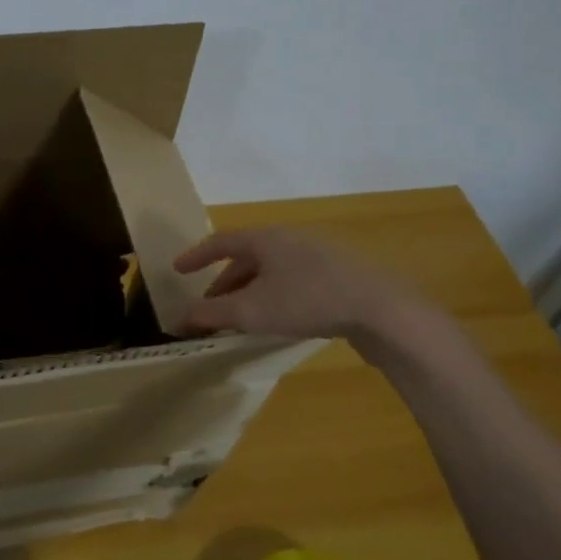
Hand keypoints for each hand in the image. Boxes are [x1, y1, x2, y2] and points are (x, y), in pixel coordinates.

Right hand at [172, 227, 415, 340]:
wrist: (383, 310)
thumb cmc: (308, 301)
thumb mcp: (251, 311)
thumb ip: (210, 314)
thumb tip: (177, 318)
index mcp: (265, 238)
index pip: (220, 241)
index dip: (196, 256)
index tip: (177, 270)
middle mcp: (290, 239)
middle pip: (246, 258)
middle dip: (223, 284)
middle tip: (209, 309)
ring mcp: (319, 256)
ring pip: (271, 272)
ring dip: (249, 293)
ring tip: (240, 319)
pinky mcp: (341, 276)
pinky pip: (294, 282)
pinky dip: (274, 297)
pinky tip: (279, 320)